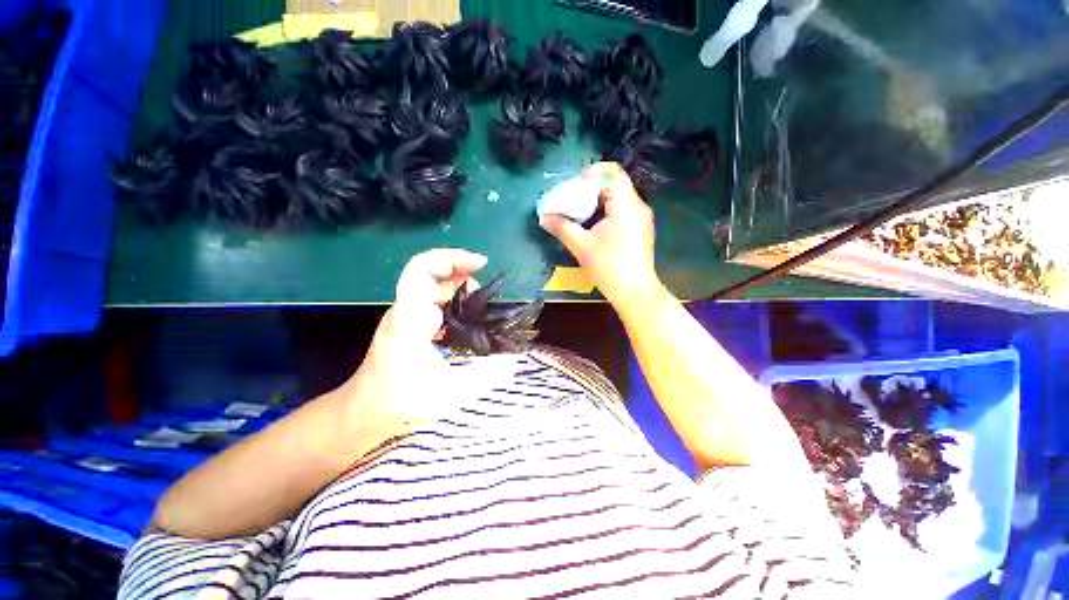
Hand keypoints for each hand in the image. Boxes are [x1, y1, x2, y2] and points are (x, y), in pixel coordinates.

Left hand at [341, 249, 486, 436]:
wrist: (364, 412)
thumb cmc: (403, 403)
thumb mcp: (452, 392)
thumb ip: (487, 374)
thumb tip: (516, 360)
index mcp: (411, 318)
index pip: (422, 270)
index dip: (452, 258)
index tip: (481, 263)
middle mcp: (405, 310)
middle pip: (430, 272)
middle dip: (462, 272)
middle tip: (487, 291)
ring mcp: (405, 315)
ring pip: (433, 285)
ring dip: (460, 286)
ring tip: (483, 305)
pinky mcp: (408, 323)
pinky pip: (433, 299)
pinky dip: (454, 299)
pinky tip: (469, 317)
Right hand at [539, 162, 662, 308]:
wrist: (635, 292)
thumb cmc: (610, 268)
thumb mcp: (582, 247)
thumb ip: (562, 228)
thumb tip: (543, 217)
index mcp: (626, 206)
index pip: (612, 173)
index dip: (591, 174)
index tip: (574, 187)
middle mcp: (638, 206)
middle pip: (615, 183)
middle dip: (591, 188)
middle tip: (572, 201)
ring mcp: (641, 218)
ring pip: (619, 197)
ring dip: (598, 200)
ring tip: (580, 213)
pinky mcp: (640, 228)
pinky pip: (622, 209)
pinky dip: (606, 210)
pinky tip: (594, 226)